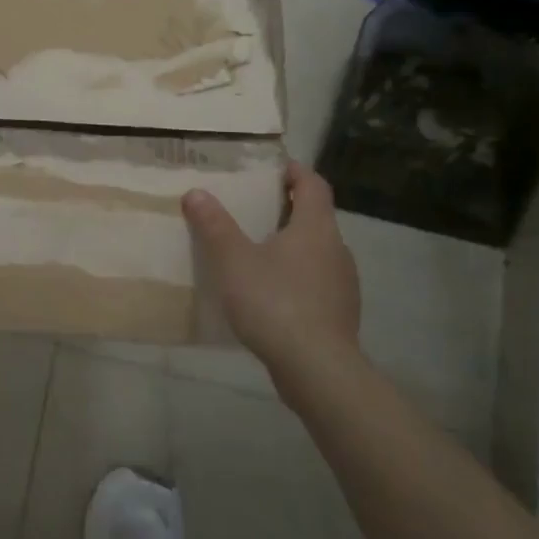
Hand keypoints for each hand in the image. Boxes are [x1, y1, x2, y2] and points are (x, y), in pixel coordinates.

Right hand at [182, 162, 360, 377]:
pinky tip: (269, 294)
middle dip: (286, 209)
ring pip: (316, 252)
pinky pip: (316, 282)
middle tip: (252, 208)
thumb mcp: (233, 260)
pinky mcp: (339, 314)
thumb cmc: (275, 302)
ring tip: (256, 252)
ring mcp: (343, 285)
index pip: (313, 184)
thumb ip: (214, 225)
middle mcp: (337, 250)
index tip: (272, 168)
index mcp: (316, 228)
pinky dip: (295, 277)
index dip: (294, 171)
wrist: (317, 370)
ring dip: (291, 246)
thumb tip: (196, 193)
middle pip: (315, 217)